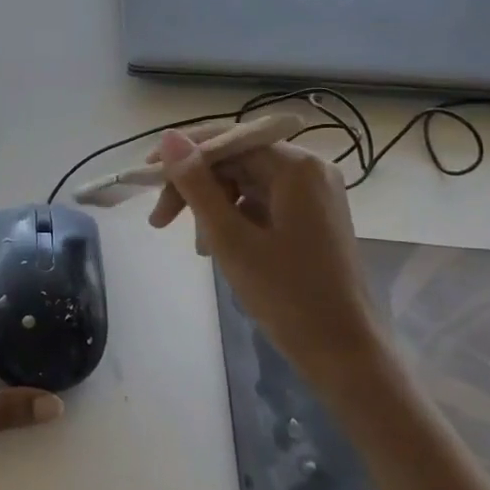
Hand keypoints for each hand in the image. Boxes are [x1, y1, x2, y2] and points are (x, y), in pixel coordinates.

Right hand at [151, 130, 385, 399]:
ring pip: (247, 183)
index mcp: (297, 167)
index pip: (228, 139)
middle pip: (237, 161)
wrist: (345, 352)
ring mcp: (314, 195)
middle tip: (160, 221)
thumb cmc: (287, 295)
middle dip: (196, 187)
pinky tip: (218, 248)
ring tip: (196, 247)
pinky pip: (263, 204)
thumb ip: (196, 185)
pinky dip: (236, 219)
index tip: (145, 175)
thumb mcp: (230, 238)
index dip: (183, 155)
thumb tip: (168, 137)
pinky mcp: (313, 218)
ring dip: (213, 207)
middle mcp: (310, 170)